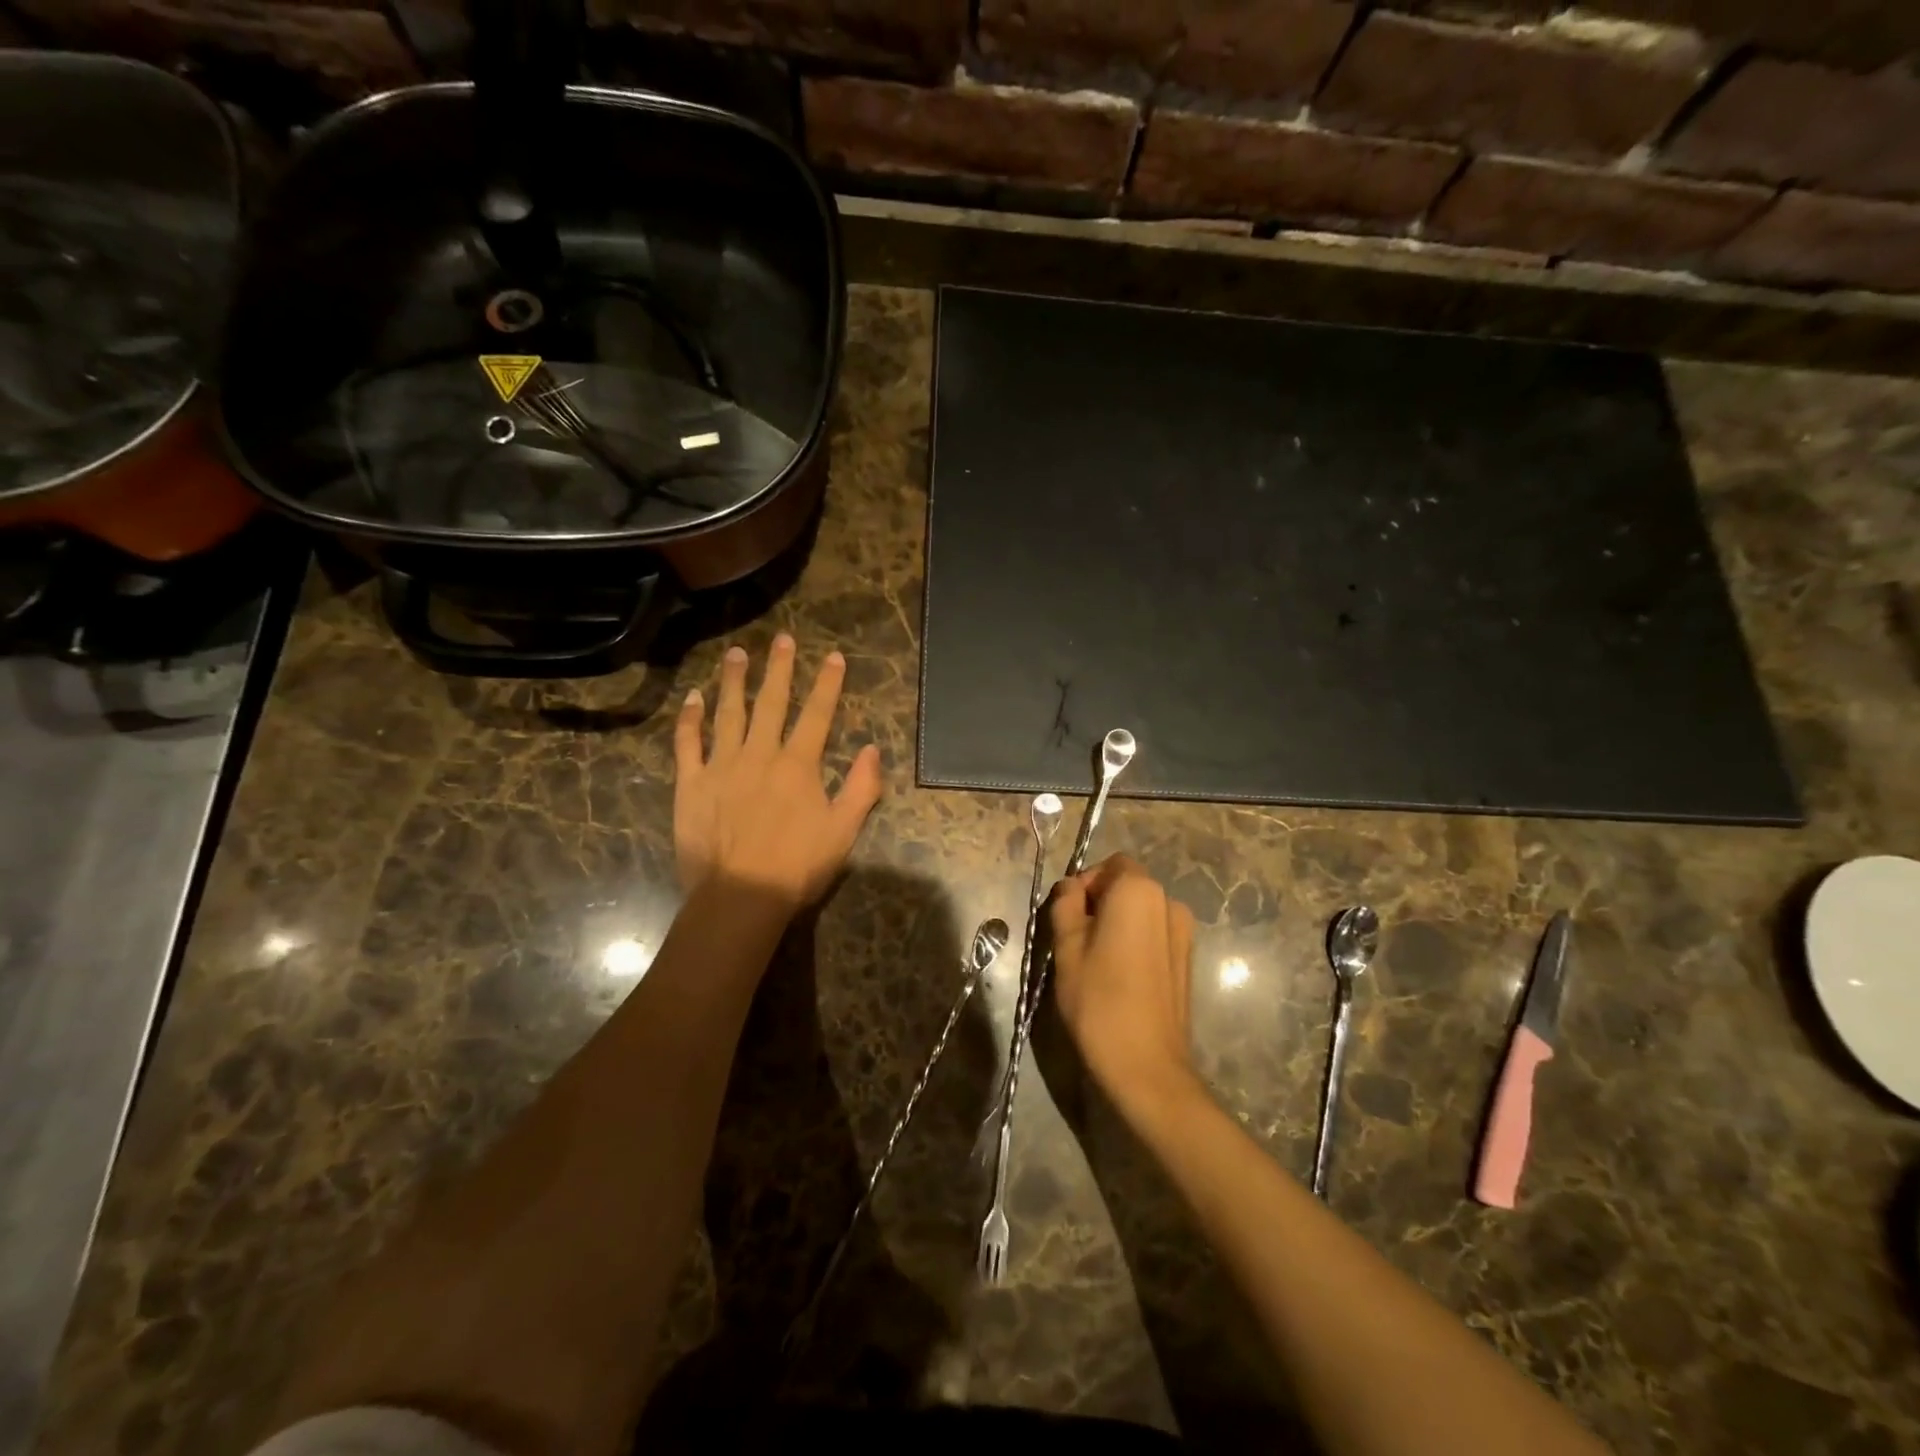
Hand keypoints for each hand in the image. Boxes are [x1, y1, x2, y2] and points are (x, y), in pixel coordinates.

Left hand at [673, 634, 883, 910]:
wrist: (739, 897)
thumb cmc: (797, 867)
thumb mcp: (844, 831)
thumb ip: (861, 788)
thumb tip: (872, 749)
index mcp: (798, 765)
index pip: (817, 714)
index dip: (828, 684)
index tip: (833, 657)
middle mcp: (759, 754)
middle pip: (771, 703)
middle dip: (779, 669)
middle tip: (782, 639)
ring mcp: (721, 766)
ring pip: (728, 713)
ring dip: (733, 681)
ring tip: (736, 654)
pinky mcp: (691, 784)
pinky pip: (688, 743)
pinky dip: (690, 718)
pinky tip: (693, 698)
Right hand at [1049, 855, 1198, 1117]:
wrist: (1147, 1066)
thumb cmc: (1098, 1001)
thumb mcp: (1066, 948)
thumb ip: (1065, 905)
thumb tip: (1070, 888)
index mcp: (1138, 891)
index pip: (1109, 865)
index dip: (1085, 884)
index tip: (1067, 916)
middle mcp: (1168, 901)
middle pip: (1127, 885)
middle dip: (1099, 902)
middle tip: (1074, 939)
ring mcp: (1184, 931)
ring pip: (1141, 911)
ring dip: (1117, 922)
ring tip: (1096, 960)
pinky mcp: (1188, 959)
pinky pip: (1155, 933)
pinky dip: (1135, 941)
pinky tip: (1120, 976)